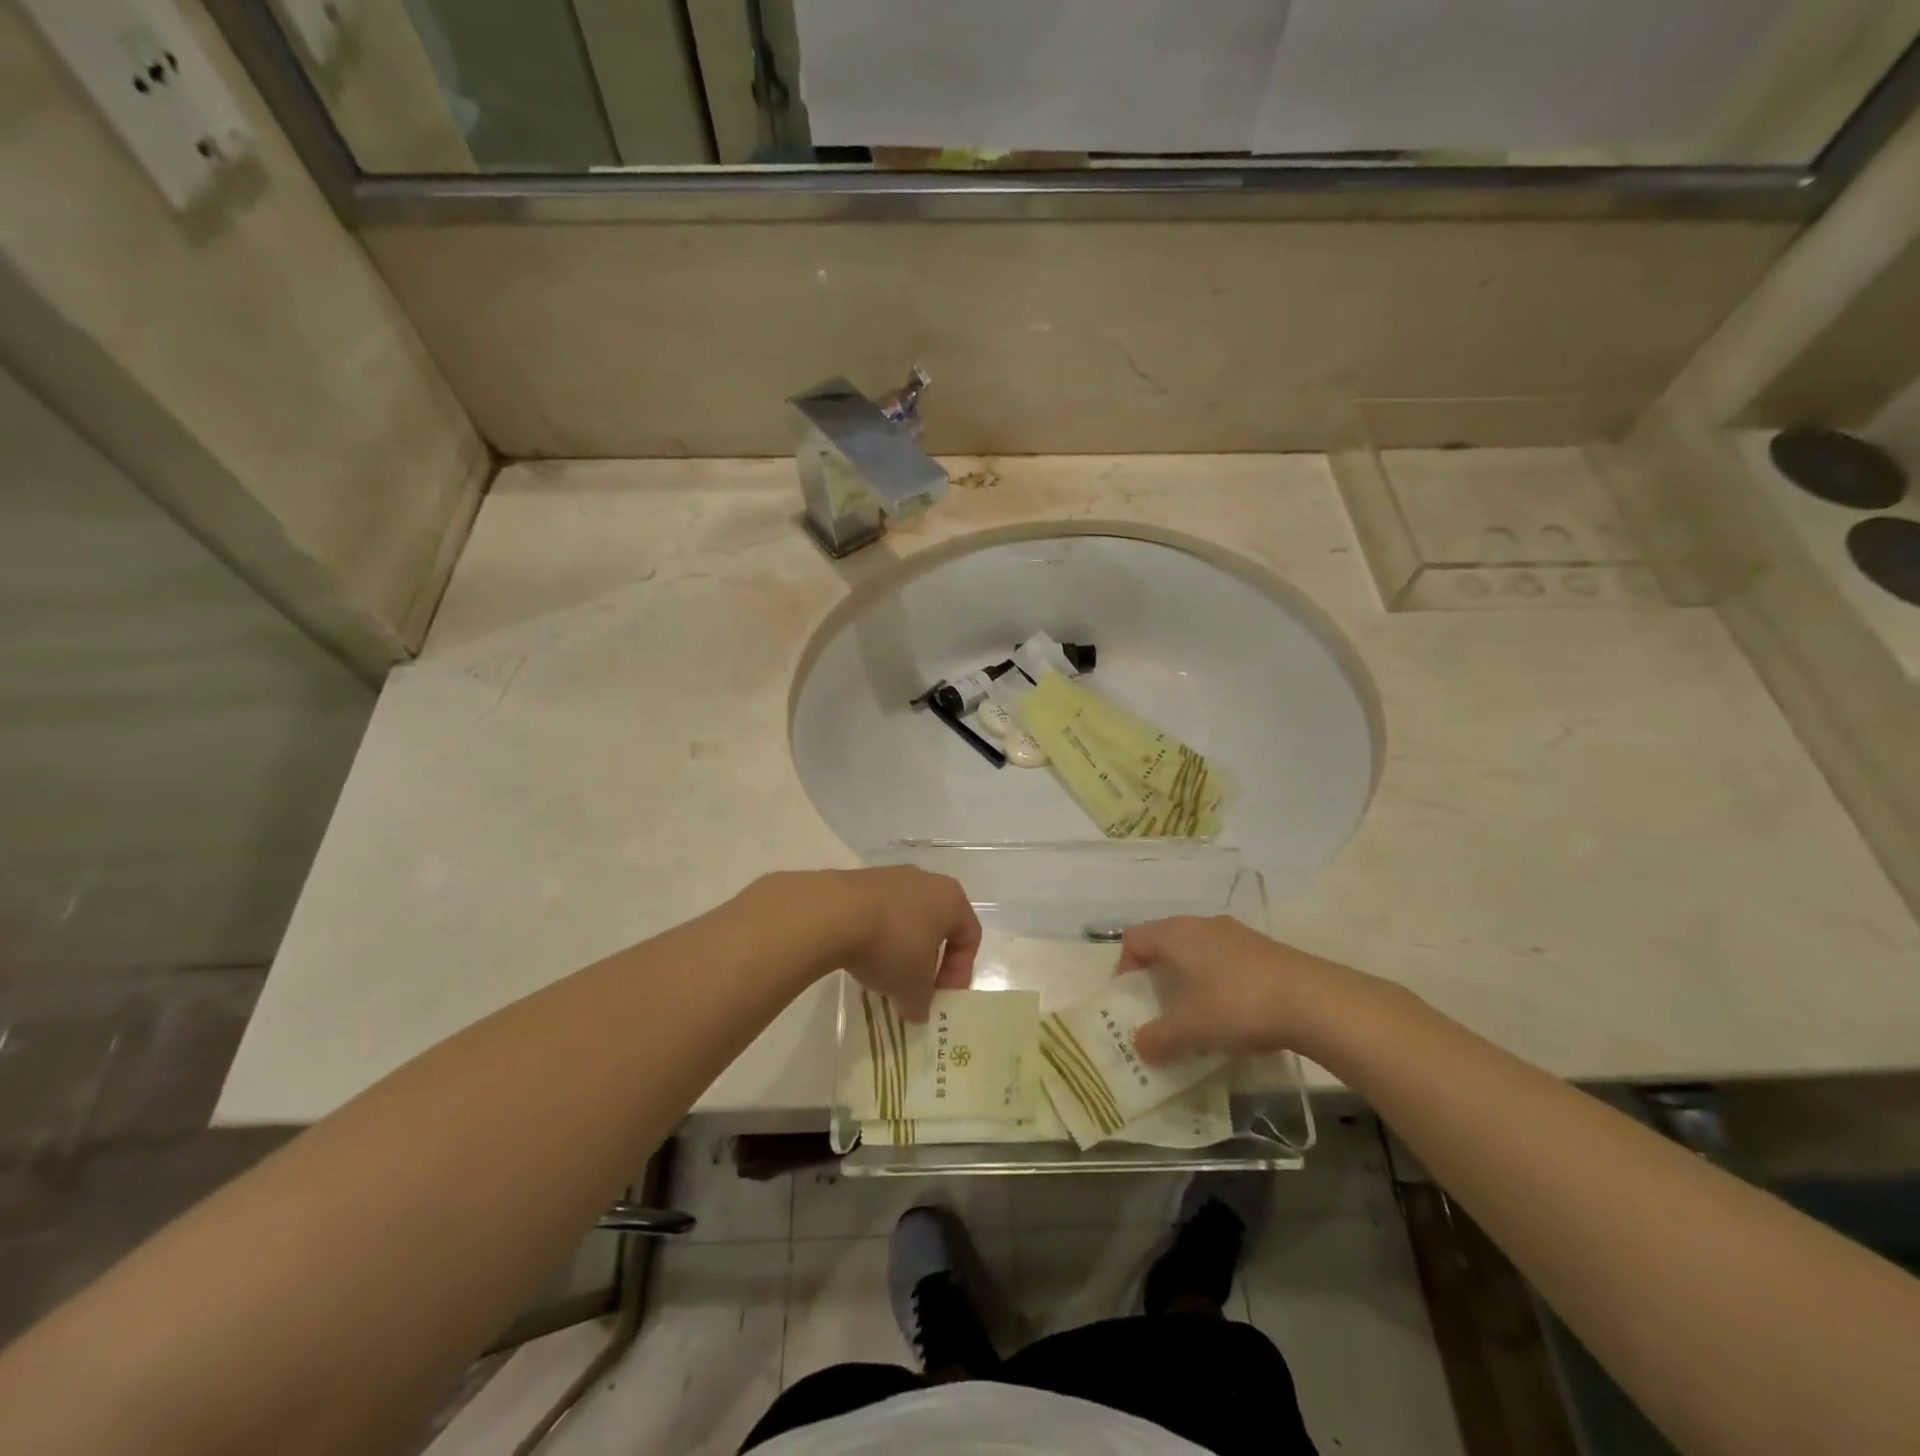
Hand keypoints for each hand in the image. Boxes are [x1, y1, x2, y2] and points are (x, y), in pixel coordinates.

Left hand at [821, 867, 981, 1021]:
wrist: (833, 913)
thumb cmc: (891, 945)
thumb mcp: (913, 987)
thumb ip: (922, 1002)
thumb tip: (918, 1011)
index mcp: (951, 898)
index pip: (969, 936)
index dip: (960, 972)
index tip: (942, 998)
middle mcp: (926, 880)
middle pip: (937, 925)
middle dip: (929, 960)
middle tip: (916, 989)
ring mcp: (891, 876)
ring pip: (907, 917)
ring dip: (901, 948)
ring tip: (884, 976)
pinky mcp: (859, 880)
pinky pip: (878, 912)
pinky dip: (876, 936)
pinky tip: (861, 957)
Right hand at [1118, 916, 1367, 1065]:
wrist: (1314, 1001)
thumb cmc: (1237, 1005)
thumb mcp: (1191, 1029)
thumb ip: (1159, 1037)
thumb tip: (1140, 1045)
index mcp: (1176, 934)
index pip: (1134, 939)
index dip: (1124, 968)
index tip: (1132, 1001)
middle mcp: (1202, 925)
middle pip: (1165, 942)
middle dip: (1158, 975)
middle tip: (1160, 1010)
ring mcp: (1237, 934)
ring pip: (1198, 951)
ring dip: (1190, 979)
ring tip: (1197, 1016)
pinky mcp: (1265, 949)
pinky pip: (1227, 961)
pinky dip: (1219, 982)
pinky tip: (1234, 1014)